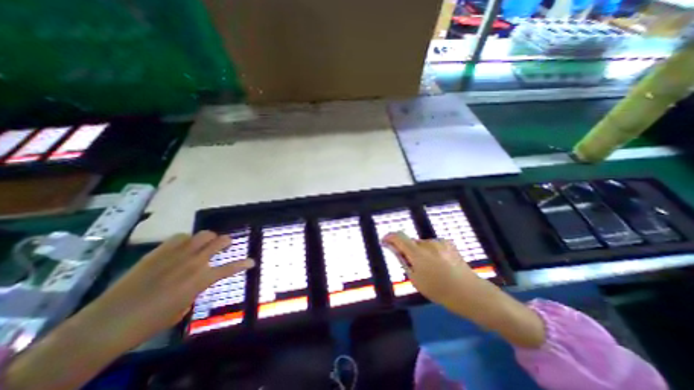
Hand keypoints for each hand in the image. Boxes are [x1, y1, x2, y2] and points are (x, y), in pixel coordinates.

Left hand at [88, 230, 255, 345]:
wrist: (108, 323)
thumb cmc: (150, 322)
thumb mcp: (183, 308)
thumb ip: (195, 290)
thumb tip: (195, 283)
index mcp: (202, 279)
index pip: (230, 267)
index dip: (244, 264)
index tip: (252, 261)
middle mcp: (195, 262)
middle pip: (220, 242)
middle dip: (227, 242)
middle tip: (227, 244)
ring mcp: (178, 254)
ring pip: (203, 235)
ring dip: (208, 238)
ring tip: (205, 243)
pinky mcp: (160, 251)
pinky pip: (180, 237)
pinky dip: (186, 240)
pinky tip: (182, 246)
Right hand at [382, 233, 495, 315]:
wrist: (470, 292)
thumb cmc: (439, 290)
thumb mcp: (416, 279)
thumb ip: (403, 261)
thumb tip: (392, 249)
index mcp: (418, 253)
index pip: (398, 237)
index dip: (389, 237)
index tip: (384, 241)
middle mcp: (427, 243)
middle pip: (410, 242)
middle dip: (406, 249)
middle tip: (411, 264)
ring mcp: (439, 242)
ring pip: (421, 244)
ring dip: (419, 251)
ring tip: (428, 267)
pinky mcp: (448, 242)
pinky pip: (432, 244)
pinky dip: (429, 251)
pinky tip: (439, 263)